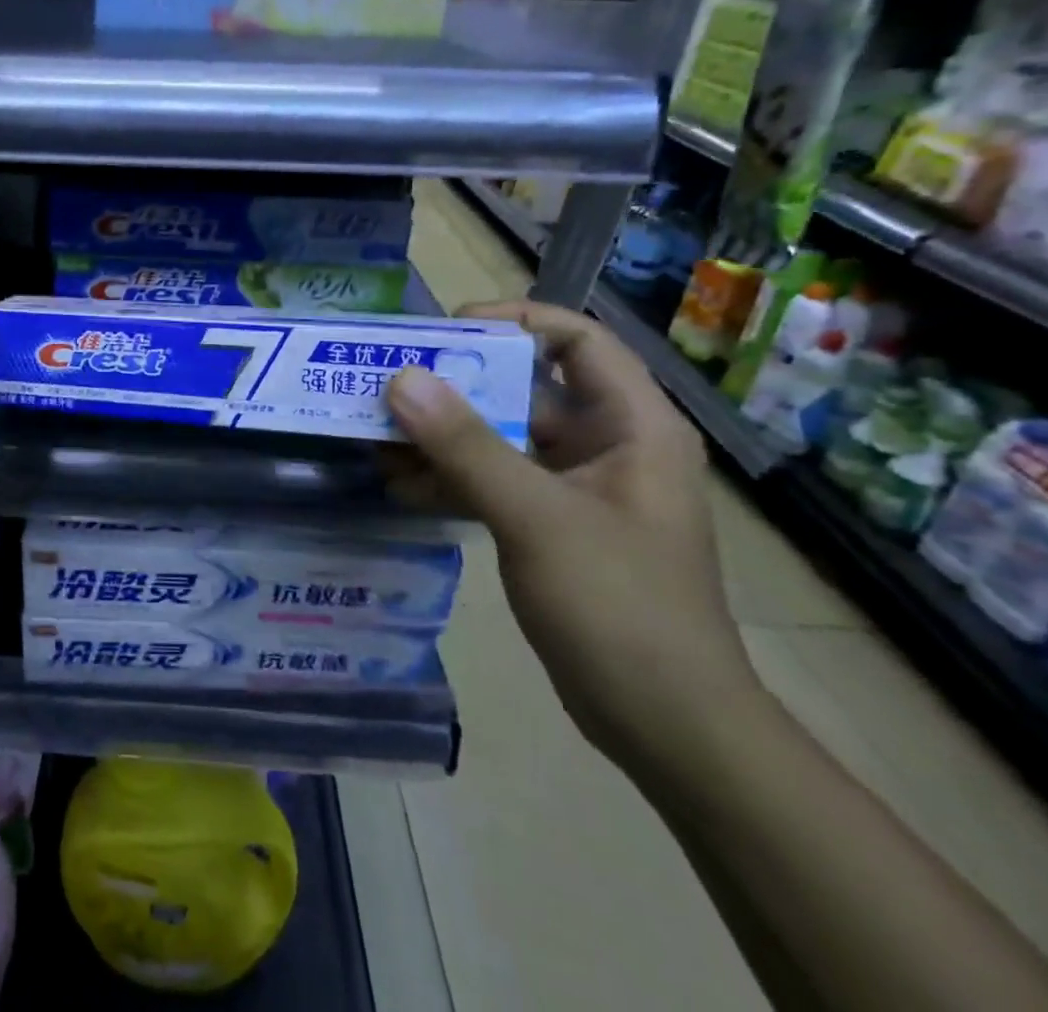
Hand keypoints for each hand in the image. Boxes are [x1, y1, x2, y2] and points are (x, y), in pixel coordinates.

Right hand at [384, 300, 763, 778]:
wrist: (668, 727)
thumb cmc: (620, 606)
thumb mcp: (537, 517)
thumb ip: (466, 446)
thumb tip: (401, 378)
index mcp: (632, 426)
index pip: (576, 339)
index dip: (513, 320)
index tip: (446, 330)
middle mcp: (606, 445)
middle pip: (524, 388)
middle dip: (456, 385)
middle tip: (390, 382)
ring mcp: (576, 489)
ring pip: (500, 438)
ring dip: (442, 436)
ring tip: (379, 436)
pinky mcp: (550, 526)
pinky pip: (493, 483)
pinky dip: (449, 480)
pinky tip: (399, 486)